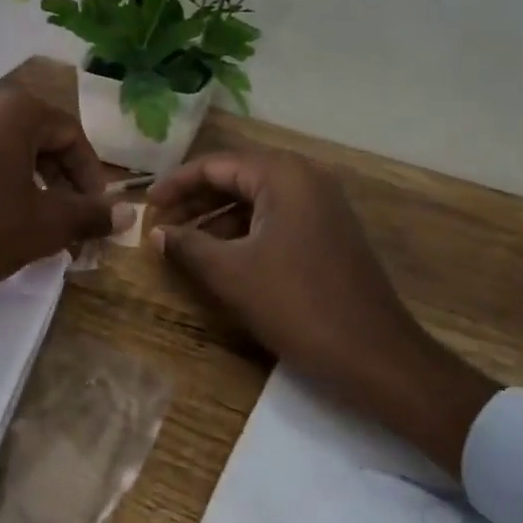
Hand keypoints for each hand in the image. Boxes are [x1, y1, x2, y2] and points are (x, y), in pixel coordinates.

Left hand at [0, 86, 124, 332]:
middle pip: (30, 136)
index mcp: (12, 111)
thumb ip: (90, 214)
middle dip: (53, 176)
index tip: (94, 207)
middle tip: (62, 214)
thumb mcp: (45, 225)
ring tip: (17, 216)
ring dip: (14, 177)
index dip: (89, 172)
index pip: (69, 134)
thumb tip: (129, 213)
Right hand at [148, 151, 497, 476]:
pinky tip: (220, 257)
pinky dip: (243, 233)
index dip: (176, 185)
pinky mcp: (328, 232)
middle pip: (235, 178)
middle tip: (159, 226)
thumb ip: (189, 246)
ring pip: (255, 201)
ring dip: (216, 219)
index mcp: (283, 175)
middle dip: (194, 202)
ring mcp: (321, 205)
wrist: (377, 357)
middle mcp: (305, 178)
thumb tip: (156, 234)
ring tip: (182, 244)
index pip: (215, 165)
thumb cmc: (298, 305)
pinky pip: (275, 220)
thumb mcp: (232, 275)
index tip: (146, 206)